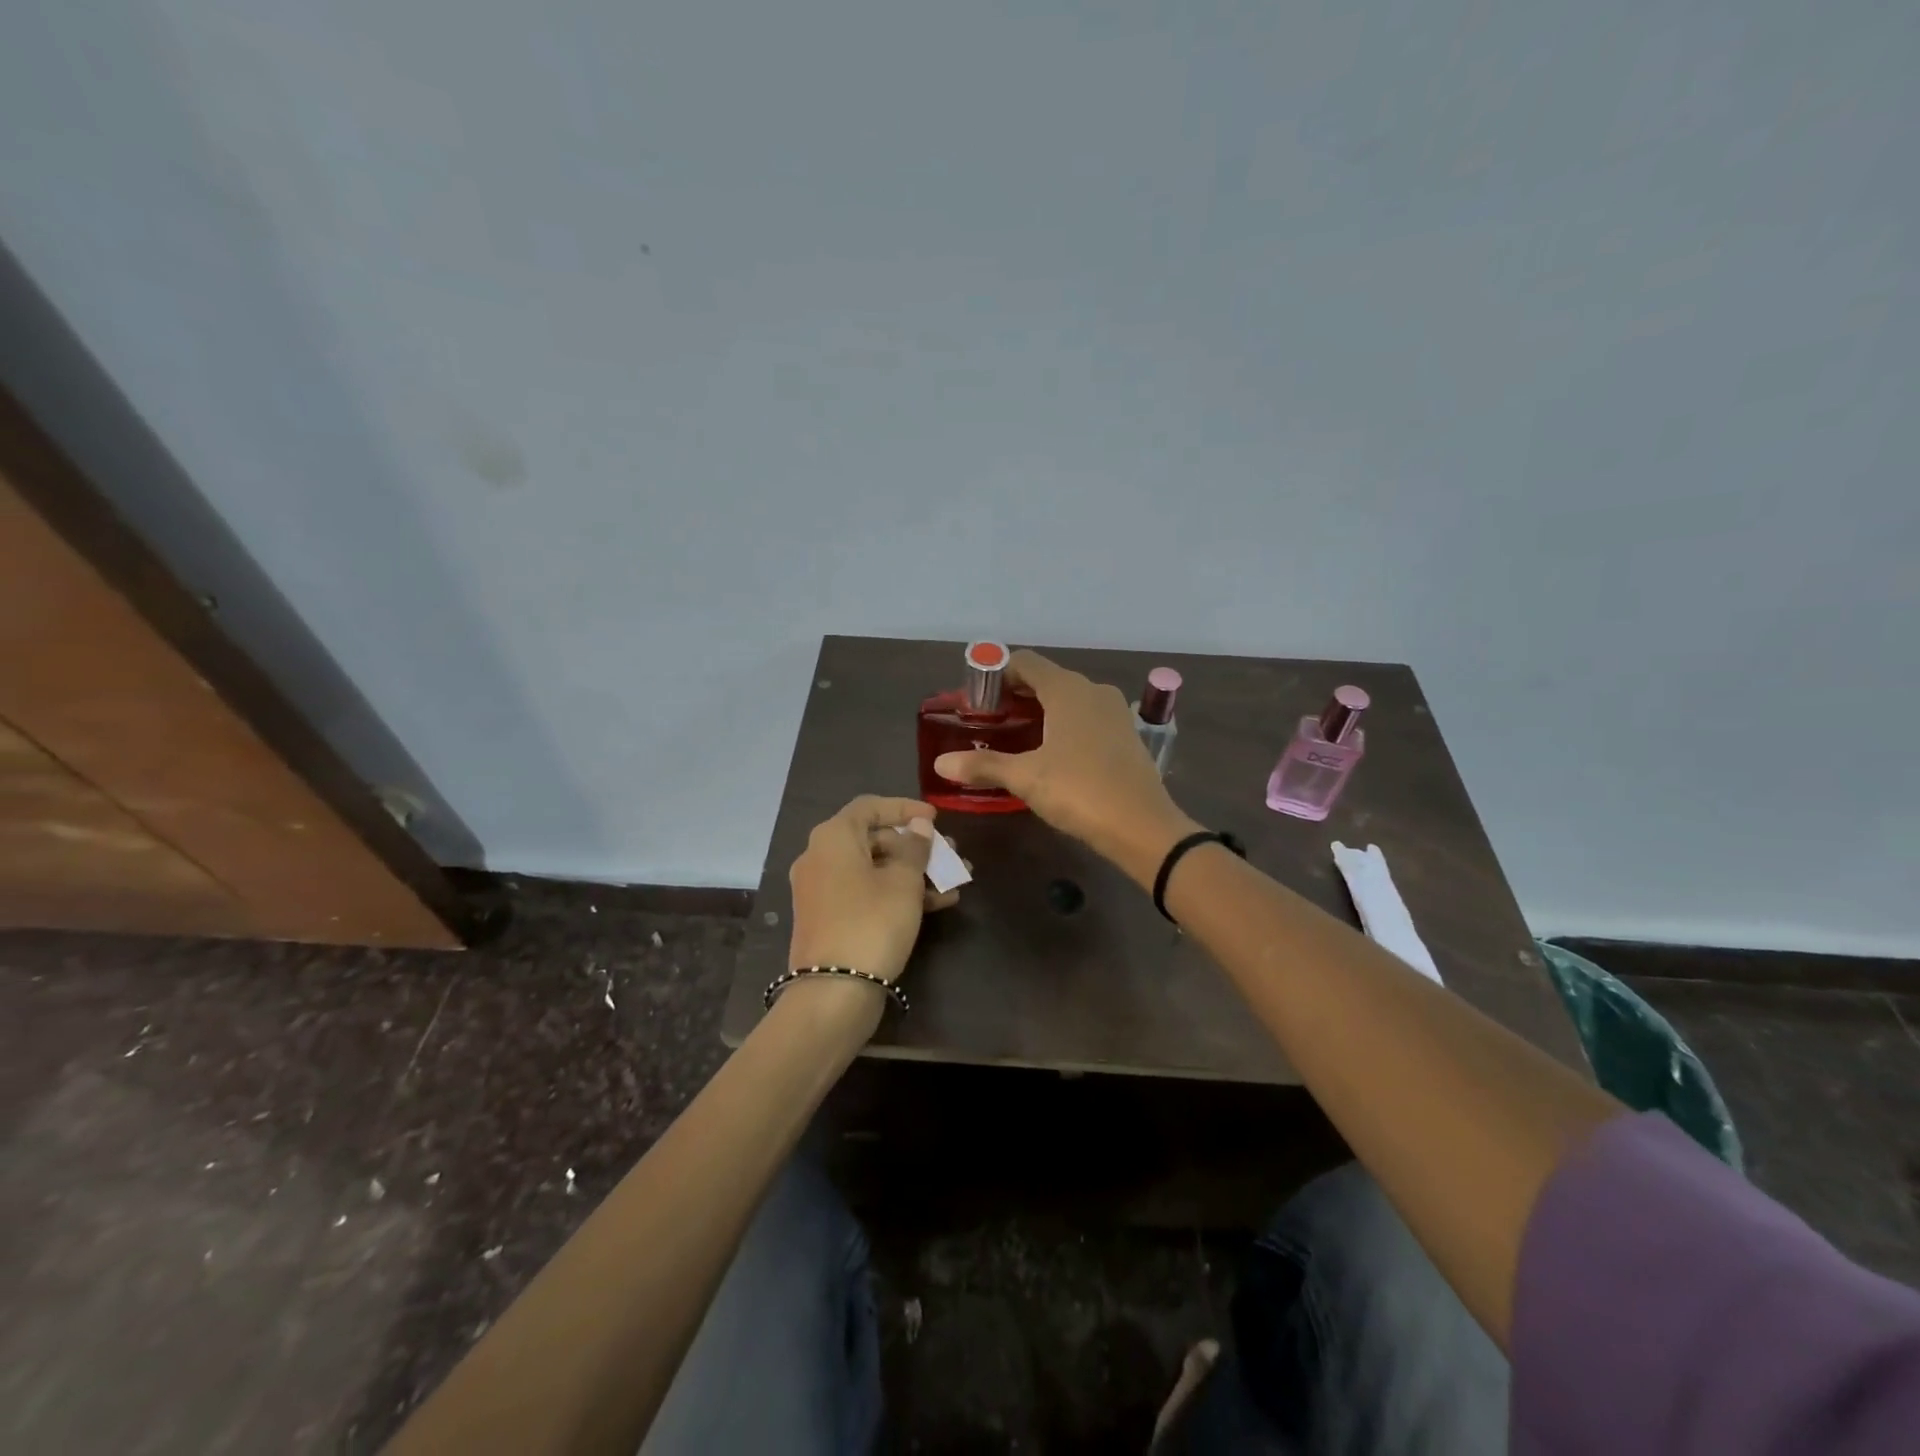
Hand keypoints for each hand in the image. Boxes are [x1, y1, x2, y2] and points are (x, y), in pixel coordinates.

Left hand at [787, 795, 960, 983]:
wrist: (834, 992)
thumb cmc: (873, 922)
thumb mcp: (904, 881)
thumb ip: (915, 847)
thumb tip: (918, 826)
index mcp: (833, 837)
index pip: (870, 806)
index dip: (905, 808)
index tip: (936, 818)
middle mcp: (819, 857)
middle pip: (873, 839)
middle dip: (915, 847)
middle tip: (950, 854)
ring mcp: (820, 890)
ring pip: (873, 870)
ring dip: (913, 873)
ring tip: (953, 882)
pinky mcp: (827, 918)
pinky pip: (864, 893)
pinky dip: (895, 893)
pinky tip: (936, 904)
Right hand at [933, 651, 1199, 883]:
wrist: (1142, 826)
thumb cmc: (1079, 791)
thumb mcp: (1026, 778)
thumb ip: (983, 766)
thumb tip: (940, 764)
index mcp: (1067, 689)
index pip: (1025, 662)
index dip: (997, 675)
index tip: (977, 701)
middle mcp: (1092, 691)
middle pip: (1046, 679)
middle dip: (1015, 696)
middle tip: (989, 723)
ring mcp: (1114, 712)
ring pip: (1068, 699)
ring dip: (1040, 712)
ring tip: (1015, 739)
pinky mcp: (1125, 735)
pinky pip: (1086, 718)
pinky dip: (1064, 725)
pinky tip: (1051, 754)